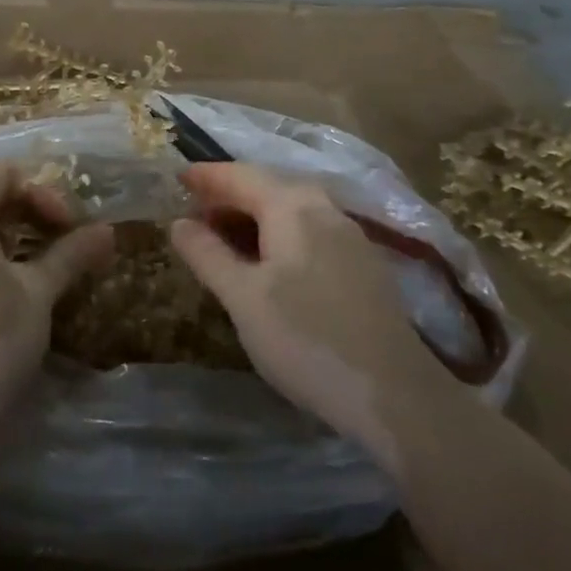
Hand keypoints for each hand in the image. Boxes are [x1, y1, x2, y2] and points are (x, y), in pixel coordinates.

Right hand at [169, 163, 442, 451]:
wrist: (394, 394)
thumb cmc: (305, 338)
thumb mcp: (242, 297)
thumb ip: (207, 254)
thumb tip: (179, 223)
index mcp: (292, 206)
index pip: (239, 175)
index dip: (205, 176)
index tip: (176, 179)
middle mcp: (324, 208)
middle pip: (267, 187)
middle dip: (228, 196)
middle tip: (195, 215)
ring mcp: (349, 236)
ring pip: (291, 210)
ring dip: (253, 217)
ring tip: (223, 240)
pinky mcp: (363, 265)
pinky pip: (309, 231)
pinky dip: (278, 235)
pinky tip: (267, 264)